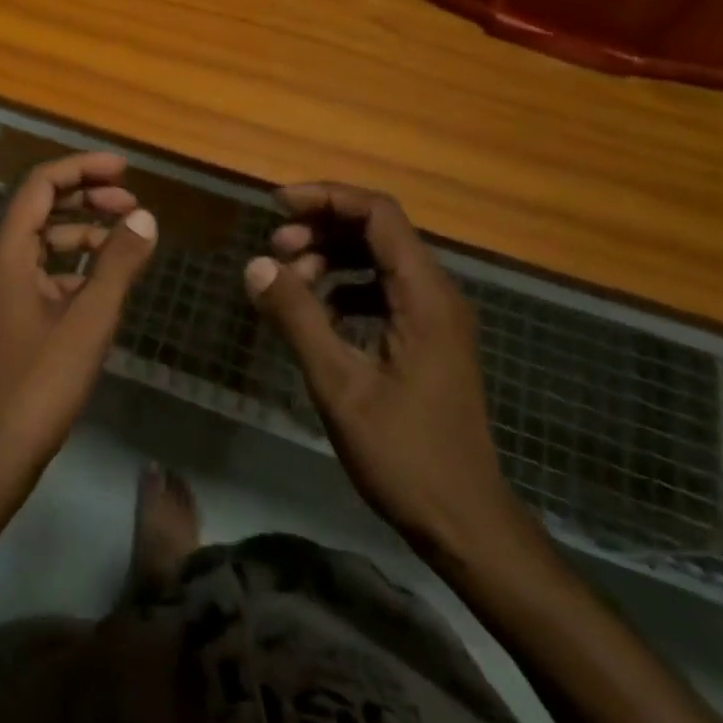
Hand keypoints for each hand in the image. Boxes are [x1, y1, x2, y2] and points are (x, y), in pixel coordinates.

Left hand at [0, 152, 157, 504]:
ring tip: (126, 240)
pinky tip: (103, 284)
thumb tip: (145, 217)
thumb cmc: (38, 383)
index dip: (81, 169)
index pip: (40, 185)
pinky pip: (40, 275)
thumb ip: (117, 264)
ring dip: (81, 234)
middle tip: (132, 203)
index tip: (123, 170)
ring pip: (41, 244)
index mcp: (7, 253)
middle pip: (39, 209)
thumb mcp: (88, 320)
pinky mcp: (6, 319)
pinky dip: (72, 268)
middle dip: (86, 198)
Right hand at [244, 183, 523, 561]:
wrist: (466, 524)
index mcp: (425, 295)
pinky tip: (318, 315)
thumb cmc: (404, 455)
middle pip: (378, 231)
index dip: (326, 198)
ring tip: (290, 282)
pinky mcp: (427, 340)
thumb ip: (297, 317)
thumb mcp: (339, 384)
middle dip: (322, 229)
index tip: (277, 206)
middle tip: (275, 251)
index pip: (377, 214)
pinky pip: (383, 291)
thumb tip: (256, 265)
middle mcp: (437, 294)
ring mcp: (435, 318)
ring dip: (331, 259)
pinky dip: (346, 289)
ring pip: (378, 260)